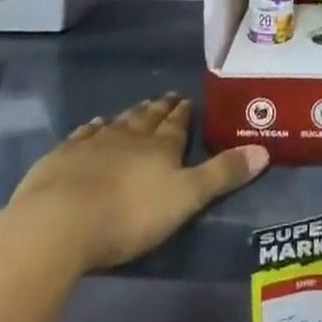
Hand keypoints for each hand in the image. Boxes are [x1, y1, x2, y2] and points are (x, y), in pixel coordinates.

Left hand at [11, 95, 267, 272]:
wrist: (58, 223)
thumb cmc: (127, 215)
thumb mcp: (184, 199)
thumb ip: (222, 175)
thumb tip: (264, 150)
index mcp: (160, 146)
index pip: (176, 123)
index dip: (183, 113)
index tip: (187, 100)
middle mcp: (129, 135)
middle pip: (147, 118)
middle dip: (159, 109)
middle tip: (167, 98)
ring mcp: (93, 143)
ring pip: (117, 122)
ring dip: (129, 116)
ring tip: (136, 110)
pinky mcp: (61, 157)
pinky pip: (83, 135)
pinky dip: (92, 129)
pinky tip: (93, 126)